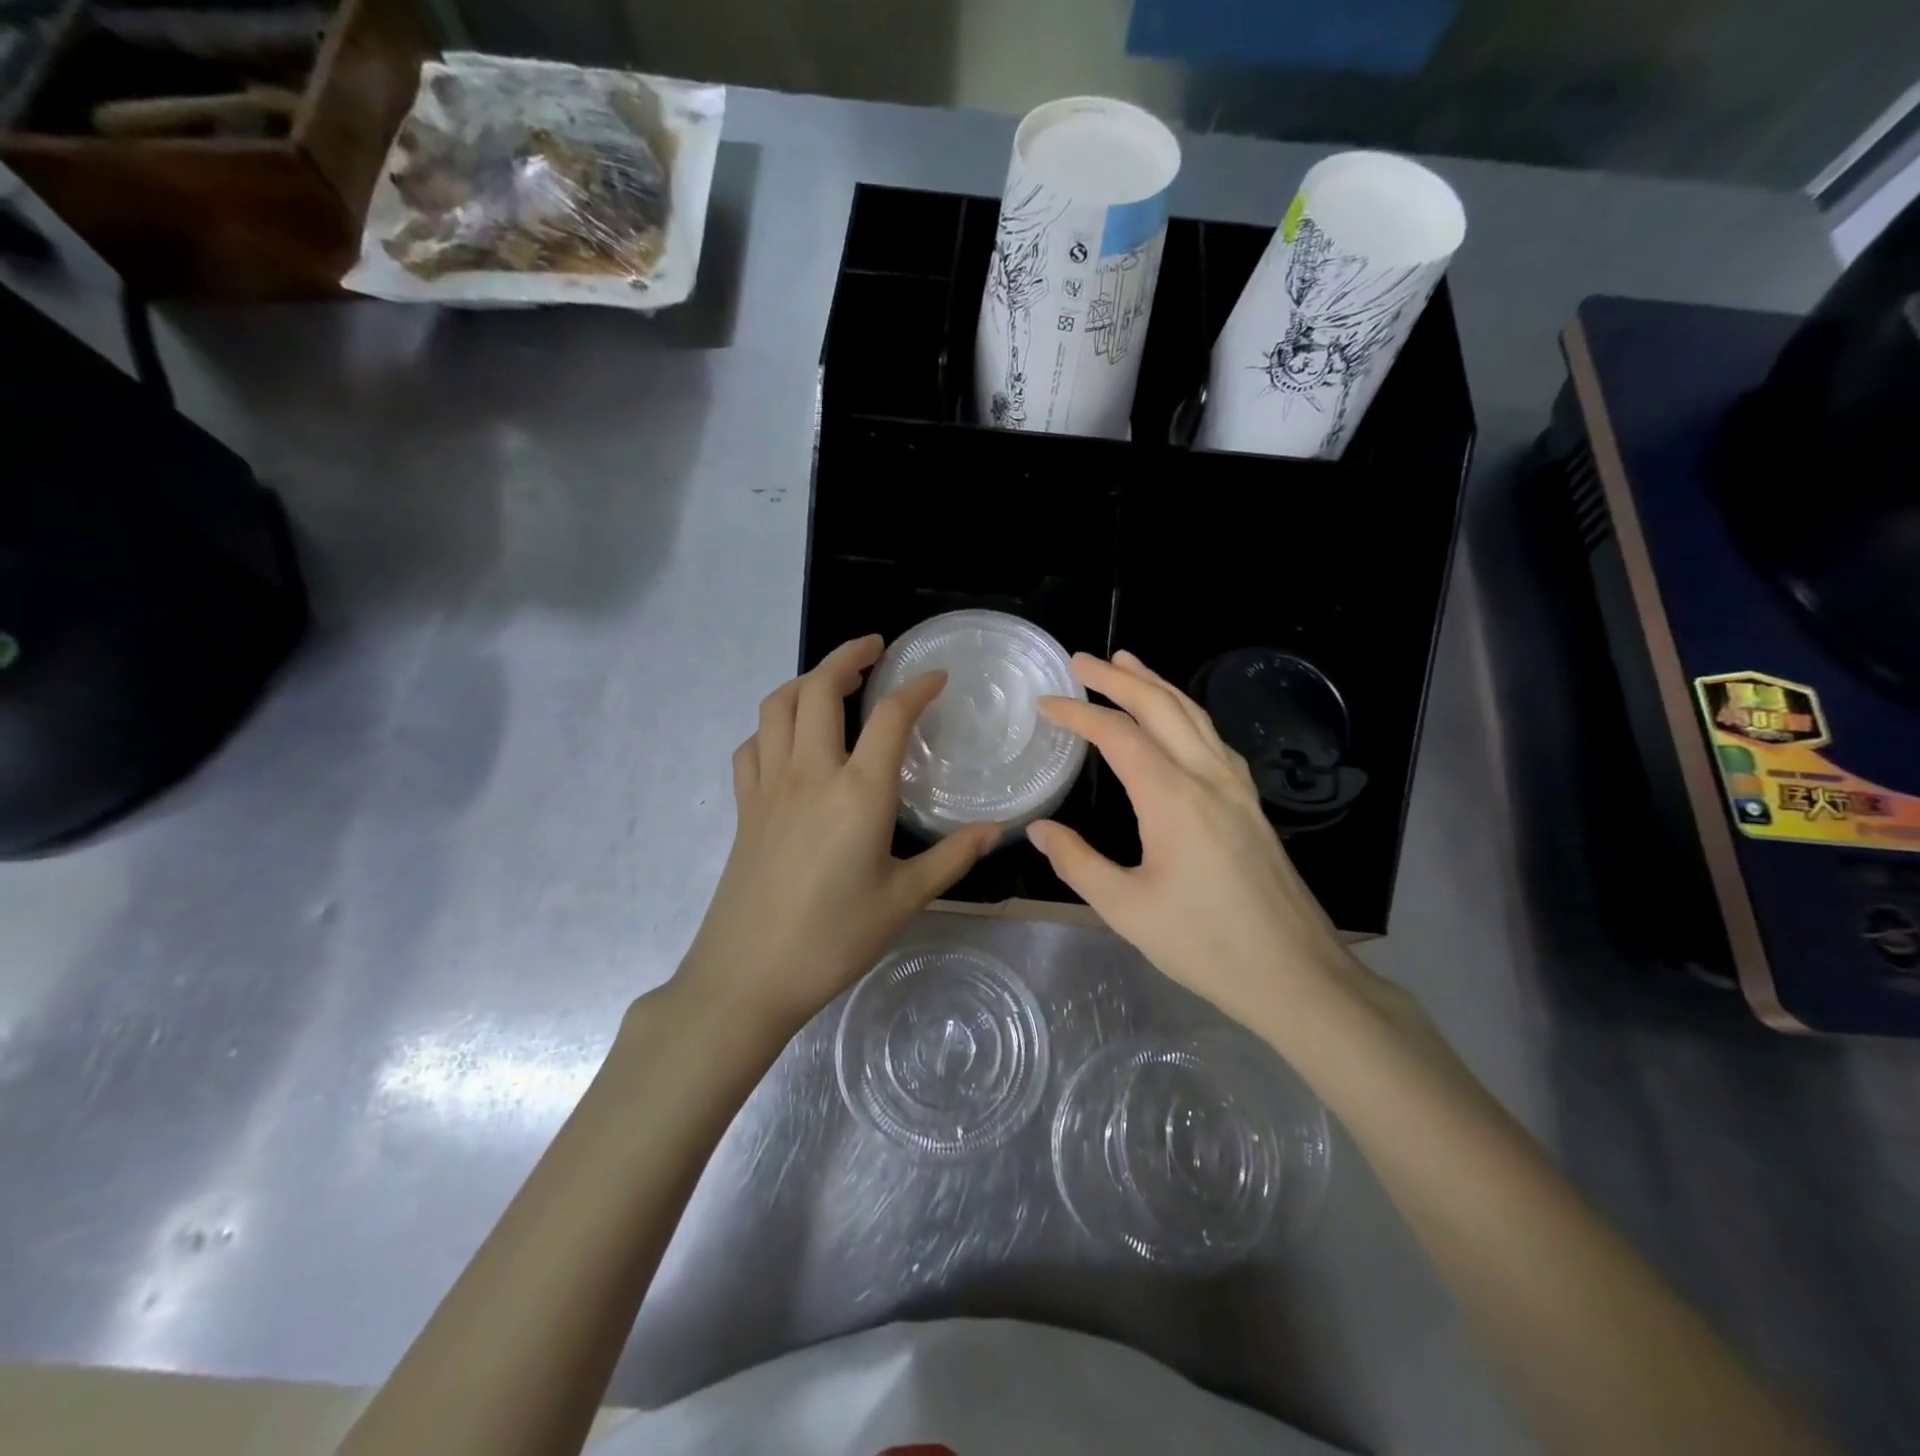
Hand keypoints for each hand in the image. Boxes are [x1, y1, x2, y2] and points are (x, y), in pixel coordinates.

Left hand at [672, 635, 998, 1037]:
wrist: (748, 975)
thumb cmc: (834, 939)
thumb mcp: (904, 900)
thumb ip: (952, 857)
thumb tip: (996, 830)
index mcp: (859, 792)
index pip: (890, 717)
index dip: (916, 688)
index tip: (936, 676)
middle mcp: (810, 773)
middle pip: (820, 689)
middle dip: (848, 656)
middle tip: (875, 650)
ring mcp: (769, 785)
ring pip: (778, 706)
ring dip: (805, 681)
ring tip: (832, 681)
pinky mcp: (743, 805)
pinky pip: (752, 745)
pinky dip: (772, 725)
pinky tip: (790, 739)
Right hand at [1026, 651, 1364, 1033]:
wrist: (1295, 974)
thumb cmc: (1204, 944)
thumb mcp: (1125, 909)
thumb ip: (1077, 863)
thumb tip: (1038, 830)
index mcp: (1173, 798)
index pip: (1118, 735)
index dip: (1079, 714)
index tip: (1046, 703)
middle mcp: (1208, 777)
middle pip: (1161, 708)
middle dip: (1119, 678)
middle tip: (1082, 660)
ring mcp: (1237, 788)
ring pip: (1195, 716)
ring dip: (1158, 685)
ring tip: (1128, 664)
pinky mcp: (1252, 804)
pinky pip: (1215, 739)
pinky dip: (1187, 714)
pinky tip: (1180, 721)